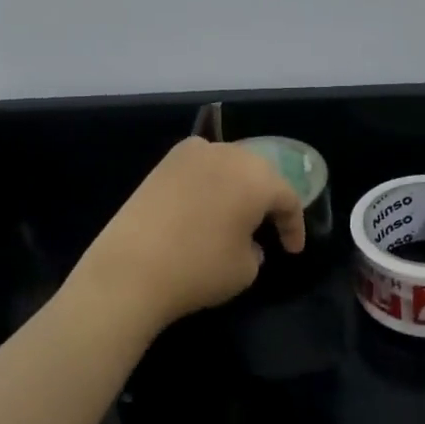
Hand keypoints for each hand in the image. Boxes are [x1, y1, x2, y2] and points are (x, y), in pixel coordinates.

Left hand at [69, 138, 304, 332]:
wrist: (130, 269)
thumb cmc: (199, 269)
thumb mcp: (246, 269)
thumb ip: (256, 249)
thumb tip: (245, 240)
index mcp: (257, 177)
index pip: (287, 198)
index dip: (293, 226)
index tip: (292, 250)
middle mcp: (227, 154)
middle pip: (258, 173)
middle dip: (267, 199)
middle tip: (268, 226)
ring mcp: (191, 154)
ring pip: (228, 164)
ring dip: (237, 186)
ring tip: (237, 213)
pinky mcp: (163, 163)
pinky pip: (199, 166)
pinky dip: (208, 182)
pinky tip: (204, 204)